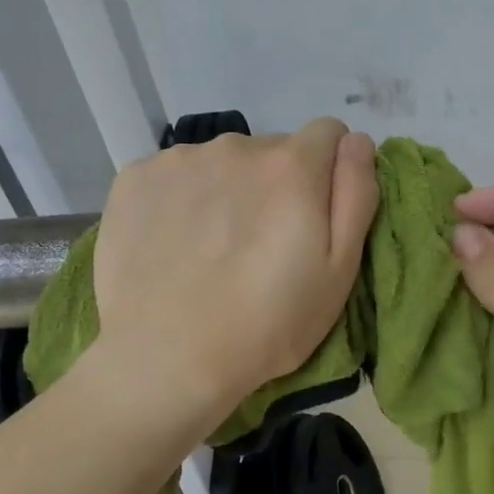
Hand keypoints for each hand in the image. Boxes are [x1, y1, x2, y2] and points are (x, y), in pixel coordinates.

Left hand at [91, 118, 378, 431]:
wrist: (167, 359)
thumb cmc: (267, 325)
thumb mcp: (339, 272)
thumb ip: (356, 194)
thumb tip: (358, 140)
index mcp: (291, 165)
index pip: (328, 134)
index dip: (328, 172)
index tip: (314, 216)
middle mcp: (235, 146)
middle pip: (272, 150)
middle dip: (276, 184)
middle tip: (261, 245)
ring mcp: (179, 159)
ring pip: (222, 162)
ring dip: (227, 189)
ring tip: (213, 248)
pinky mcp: (135, 178)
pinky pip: (175, 174)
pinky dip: (182, 198)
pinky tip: (174, 243)